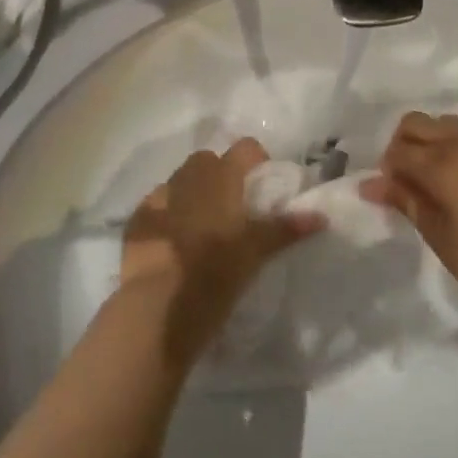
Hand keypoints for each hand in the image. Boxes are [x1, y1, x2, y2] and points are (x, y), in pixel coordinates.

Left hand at [122, 138, 324, 343]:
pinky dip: (166, 216)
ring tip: (201, 228)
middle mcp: (188, 178)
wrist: (156, 309)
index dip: (256, 160)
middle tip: (232, 209)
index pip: (245, 148)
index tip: (262, 185)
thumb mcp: (255, 253)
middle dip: (220, 175)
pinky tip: (171, 244)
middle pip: (207, 160)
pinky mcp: (136, 222)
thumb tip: (321, 216)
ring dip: (191, 194)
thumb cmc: (214, 275)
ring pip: (179, 182)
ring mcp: (158, 198)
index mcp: (220, 179)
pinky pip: (156, 207)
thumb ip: (285, 229)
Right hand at [361, 112, 457, 316]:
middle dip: (402, 145)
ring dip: (427, 141)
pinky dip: (449, 145)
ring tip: (428, 177)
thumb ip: (404, 200)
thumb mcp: (437, 233)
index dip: (387, 169)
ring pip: (442, 123)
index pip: (399, 150)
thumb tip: (370, 184)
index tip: (388, 192)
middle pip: (416, 123)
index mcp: (443, 163)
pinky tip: (453, 178)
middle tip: (404, 179)